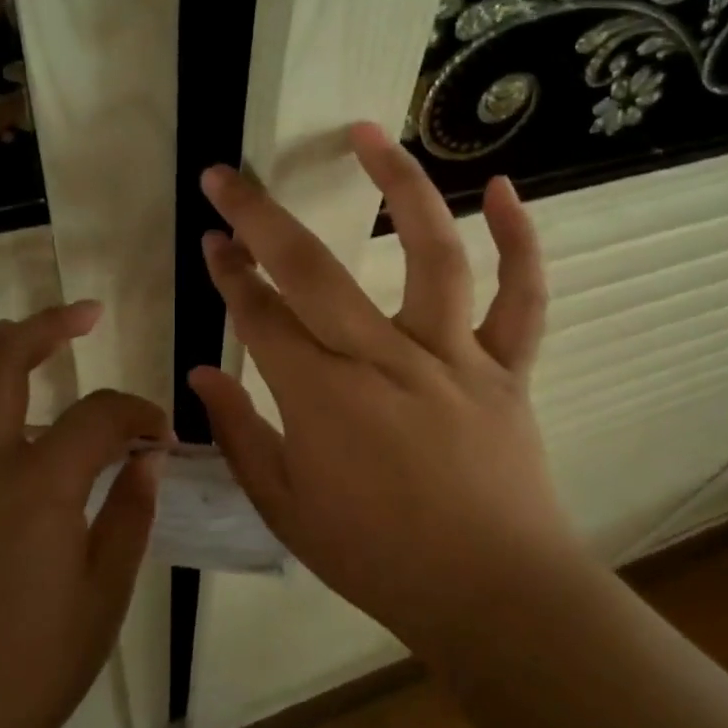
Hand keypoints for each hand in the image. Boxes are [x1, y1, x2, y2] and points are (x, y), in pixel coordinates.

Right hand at [189, 124, 566, 654]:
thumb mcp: (288, 512)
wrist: (492, 595)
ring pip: (429, 252)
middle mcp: (383, 358)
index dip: (228, 273)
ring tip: (368, 132)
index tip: (211, 239)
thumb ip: (241, 437)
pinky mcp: (506, 367)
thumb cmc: (379, 558)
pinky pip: (522, 296)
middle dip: (260, 216)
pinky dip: (519, 239)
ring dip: (398, 184)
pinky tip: (501, 187)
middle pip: (313, 269)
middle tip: (229, 175)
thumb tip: (205, 373)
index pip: (260, 316)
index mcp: (322, 398)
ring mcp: (452, 356)